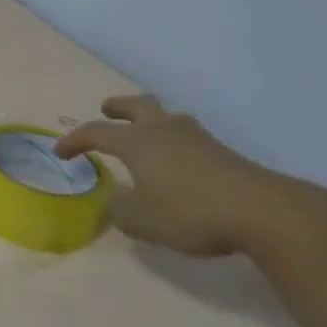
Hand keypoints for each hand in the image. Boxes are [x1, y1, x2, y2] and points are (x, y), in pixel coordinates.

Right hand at [54, 94, 325, 256]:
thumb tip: (114, 201)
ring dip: (150, 121)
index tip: (60, 152)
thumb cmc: (193, 212)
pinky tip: (177, 162)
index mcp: (137, 142)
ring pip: (167, 117)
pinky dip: (173, 141)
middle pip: (138, 105)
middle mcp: (163, 131)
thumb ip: (121, 210)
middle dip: (118, 107)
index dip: (74, 140)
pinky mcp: (223, 153)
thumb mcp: (144, 220)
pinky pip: (188, 136)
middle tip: (107, 110)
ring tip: (145, 135)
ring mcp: (197, 139)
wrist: (266, 212)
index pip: (95, 132)